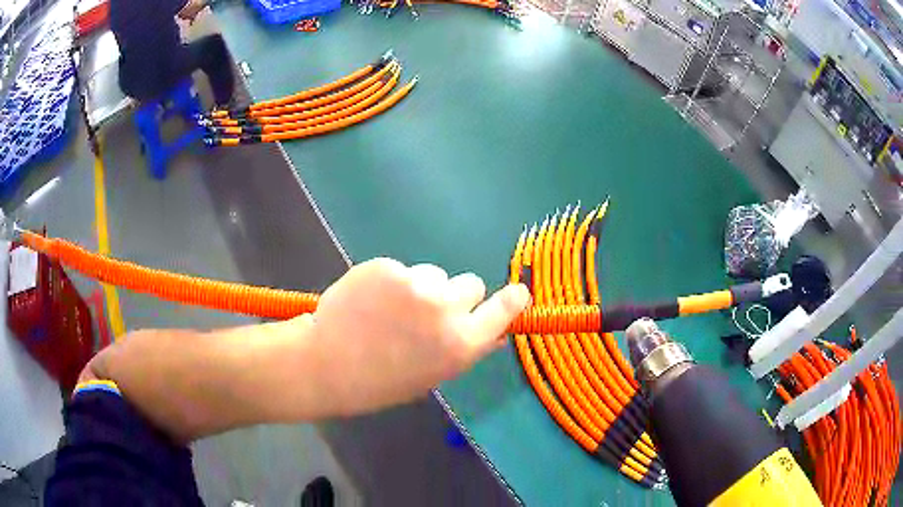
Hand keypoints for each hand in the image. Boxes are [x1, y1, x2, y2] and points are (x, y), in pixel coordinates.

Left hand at [306, 258, 530, 415]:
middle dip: (456, 296)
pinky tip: (370, 301)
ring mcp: (415, 283)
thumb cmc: (382, 381)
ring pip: (435, 274)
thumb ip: (467, 350)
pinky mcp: (387, 266)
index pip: (504, 310)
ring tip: (390, 310)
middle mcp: (445, 310)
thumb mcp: (433, 375)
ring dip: (422, 288)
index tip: (517, 293)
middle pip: (471, 284)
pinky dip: (392, 281)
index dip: (512, 300)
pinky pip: (403, 269)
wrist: (327, 364)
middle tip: (427, 312)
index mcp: (461, 344)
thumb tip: (496, 333)